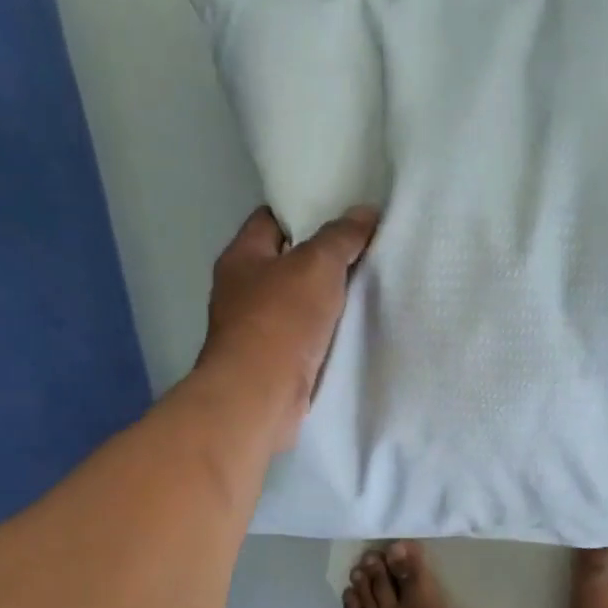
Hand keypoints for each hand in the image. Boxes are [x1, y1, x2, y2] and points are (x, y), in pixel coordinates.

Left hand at [197, 204, 377, 452]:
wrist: (259, 396)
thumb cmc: (281, 320)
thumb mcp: (317, 265)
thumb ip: (341, 237)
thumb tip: (365, 211)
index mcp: (241, 257)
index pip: (271, 219)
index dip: (304, 211)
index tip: (342, 213)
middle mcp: (240, 290)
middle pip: (285, 261)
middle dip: (320, 256)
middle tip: (363, 248)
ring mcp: (253, 329)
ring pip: (296, 301)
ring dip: (324, 297)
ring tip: (367, 286)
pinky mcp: (270, 361)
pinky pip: (303, 335)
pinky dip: (324, 331)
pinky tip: (352, 328)